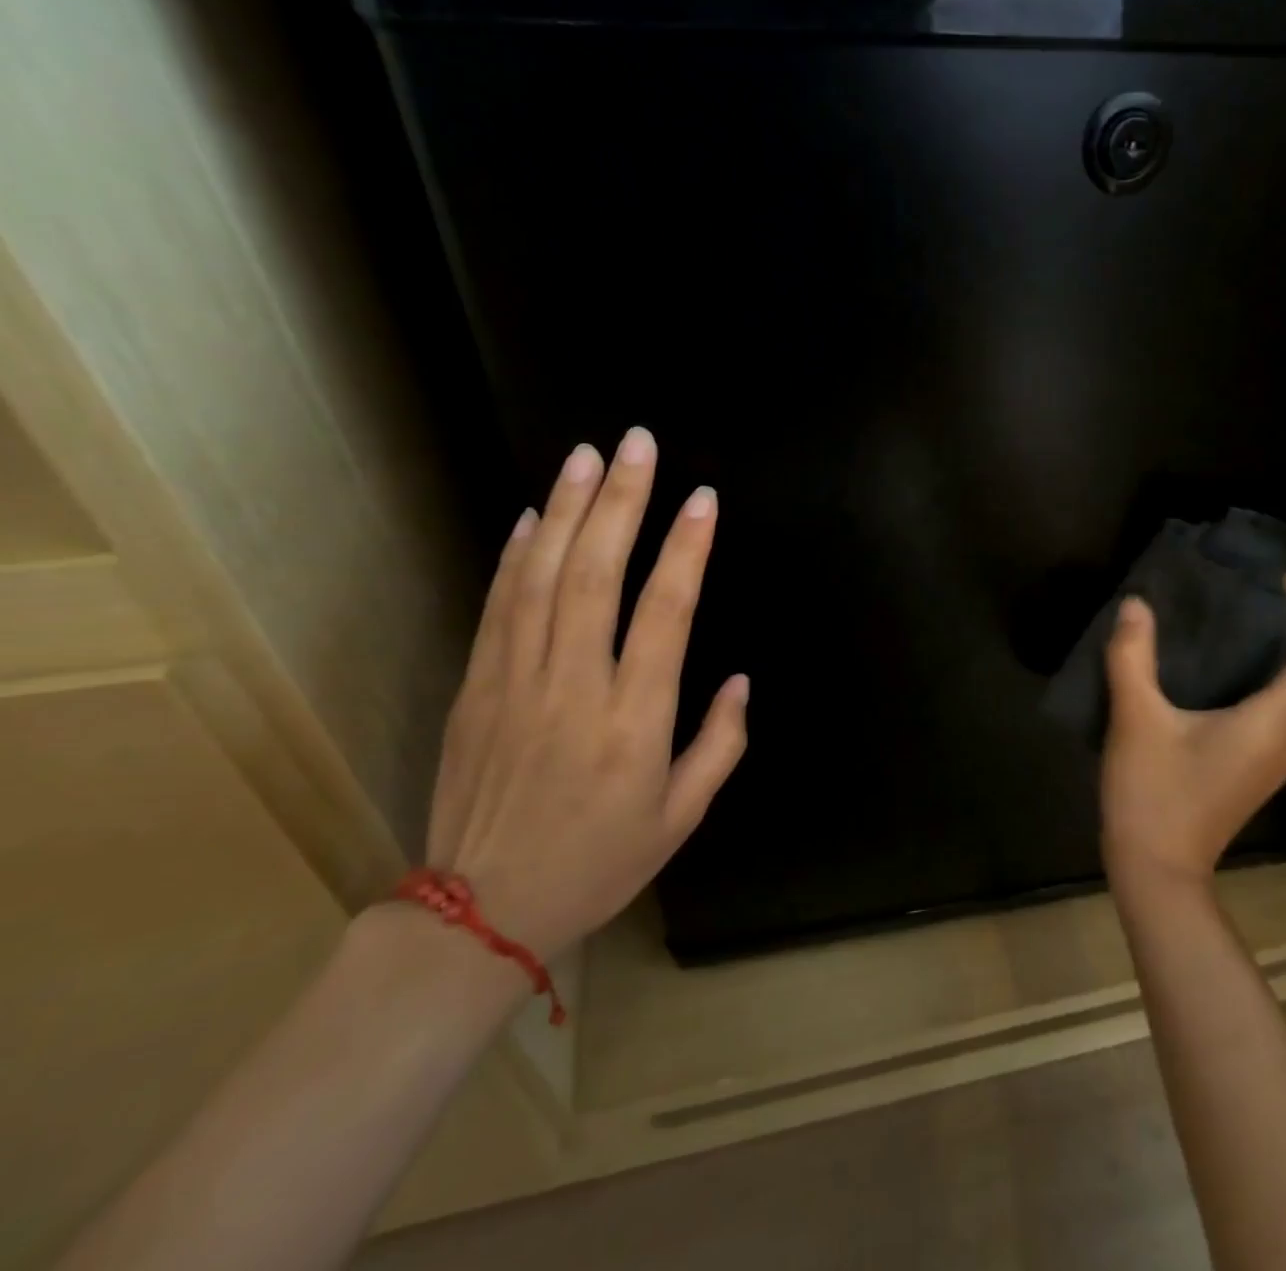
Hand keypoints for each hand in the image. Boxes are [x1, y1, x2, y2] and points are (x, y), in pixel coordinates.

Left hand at [424, 430, 748, 958]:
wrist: (481, 912)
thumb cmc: (599, 861)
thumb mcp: (682, 817)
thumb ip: (720, 743)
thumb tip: (738, 679)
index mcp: (634, 721)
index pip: (665, 613)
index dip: (686, 550)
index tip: (702, 500)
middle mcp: (575, 687)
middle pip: (596, 574)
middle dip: (621, 501)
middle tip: (637, 444)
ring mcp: (516, 682)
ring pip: (541, 577)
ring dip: (565, 510)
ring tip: (585, 456)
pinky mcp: (476, 688)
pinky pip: (497, 607)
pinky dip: (513, 555)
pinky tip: (529, 516)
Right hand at [1099, 576, 1285, 891]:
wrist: (1156, 873)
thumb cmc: (1153, 794)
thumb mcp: (1135, 719)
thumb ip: (1132, 657)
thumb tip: (1135, 605)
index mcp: (1270, 724)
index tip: (1284, 583)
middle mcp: (1284, 742)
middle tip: (1248, 593)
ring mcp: (1270, 762)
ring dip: (1270, 657)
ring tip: (1227, 623)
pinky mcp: (1250, 772)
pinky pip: (1268, 714)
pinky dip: (1254, 683)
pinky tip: (1210, 673)